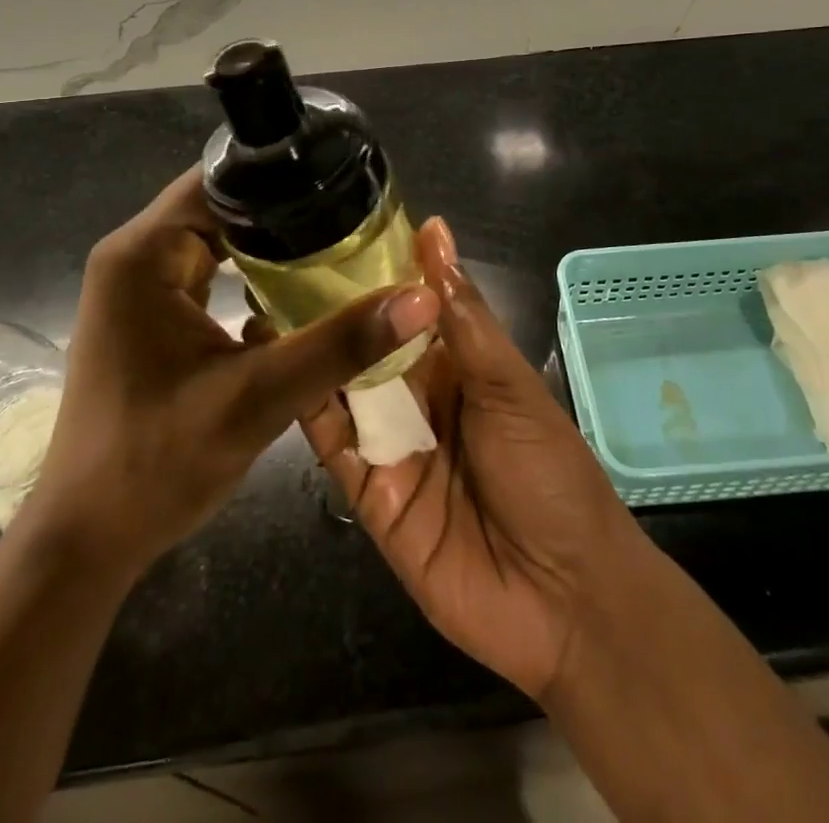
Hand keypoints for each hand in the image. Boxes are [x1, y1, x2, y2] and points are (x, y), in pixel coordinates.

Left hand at [25, 168, 439, 573]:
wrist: (86, 543)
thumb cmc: (157, 464)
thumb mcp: (259, 399)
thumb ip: (340, 344)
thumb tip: (421, 298)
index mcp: (144, 253)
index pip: (221, 180)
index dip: (284, 177)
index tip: (346, 186)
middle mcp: (134, 257)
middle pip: (222, 206)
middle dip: (286, 213)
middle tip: (354, 220)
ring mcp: (137, 288)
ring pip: (217, 240)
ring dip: (271, 247)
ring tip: (339, 248)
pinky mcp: (148, 317)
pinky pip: (208, 273)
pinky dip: (250, 277)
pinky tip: (297, 295)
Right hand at [289, 217, 646, 700]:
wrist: (565, 599)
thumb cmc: (549, 473)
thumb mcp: (510, 385)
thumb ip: (463, 316)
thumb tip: (434, 231)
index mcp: (458, 364)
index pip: (407, 307)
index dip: (375, 273)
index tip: (330, 230)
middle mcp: (419, 397)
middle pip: (368, 345)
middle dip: (331, 310)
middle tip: (279, 263)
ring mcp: (391, 444)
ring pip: (342, 388)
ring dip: (311, 352)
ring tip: (263, 305)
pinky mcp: (368, 492)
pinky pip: (332, 444)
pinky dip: (307, 409)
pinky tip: (277, 371)